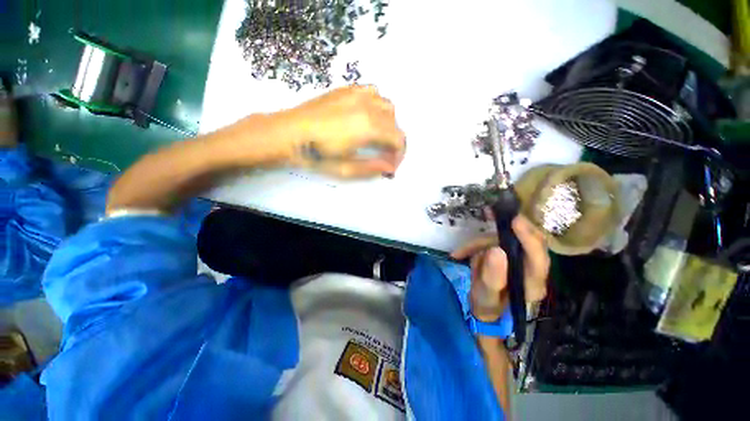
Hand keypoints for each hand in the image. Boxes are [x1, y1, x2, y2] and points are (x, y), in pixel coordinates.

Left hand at [279, 85, 405, 177]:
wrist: (290, 133)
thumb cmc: (316, 154)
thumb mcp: (345, 168)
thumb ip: (371, 167)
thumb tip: (390, 168)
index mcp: (368, 127)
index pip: (398, 139)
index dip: (398, 154)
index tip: (390, 165)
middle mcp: (367, 106)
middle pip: (394, 123)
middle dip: (394, 141)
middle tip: (383, 154)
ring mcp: (357, 94)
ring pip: (386, 105)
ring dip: (388, 122)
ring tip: (377, 136)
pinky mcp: (347, 89)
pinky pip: (372, 92)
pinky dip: (376, 105)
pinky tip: (367, 116)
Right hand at [451, 215, 549, 322]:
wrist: (484, 308)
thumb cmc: (487, 306)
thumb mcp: (486, 296)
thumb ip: (492, 277)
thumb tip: (496, 250)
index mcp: (532, 283)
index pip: (538, 258)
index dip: (528, 238)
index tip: (514, 221)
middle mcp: (531, 269)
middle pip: (529, 241)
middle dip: (510, 227)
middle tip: (493, 213)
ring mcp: (519, 259)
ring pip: (504, 241)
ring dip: (481, 243)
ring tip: (461, 253)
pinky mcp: (508, 253)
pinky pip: (494, 242)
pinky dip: (476, 245)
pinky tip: (460, 253)